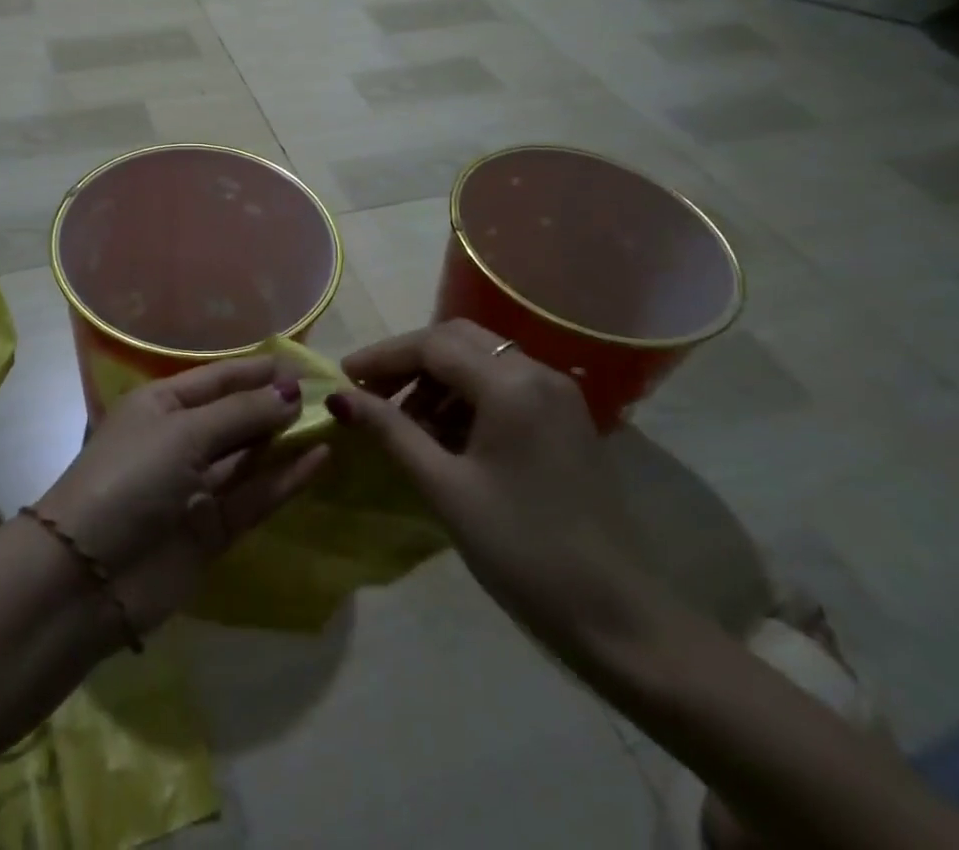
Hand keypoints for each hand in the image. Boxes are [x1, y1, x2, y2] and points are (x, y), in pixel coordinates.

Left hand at [35, 357, 328, 631]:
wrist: (86, 578)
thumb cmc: (130, 480)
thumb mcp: (183, 434)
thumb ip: (240, 414)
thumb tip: (291, 391)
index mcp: (161, 404)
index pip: (218, 378)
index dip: (258, 371)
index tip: (304, 365)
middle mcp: (180, 439)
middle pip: (236, 415)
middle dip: (276, 404)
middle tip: (328, 394)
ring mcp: (196, 486)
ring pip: (249, 456)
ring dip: (285, 440)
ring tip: (332, 421)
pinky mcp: (212, 529)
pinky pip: (255, 496)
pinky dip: (285, 479)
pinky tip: (319, 460)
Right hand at [331, 320, 655, 649]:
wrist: (618, 617)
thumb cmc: (522, 550)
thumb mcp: (446, 488)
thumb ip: (391, 432)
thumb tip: (339, 398)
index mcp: (511, 385)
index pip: (433, 345)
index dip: (383, 357)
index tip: (344, 378)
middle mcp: (537, 372)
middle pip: (458, 340)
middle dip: (409, 360)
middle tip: (371, 393)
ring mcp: (557, 394)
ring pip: (481, 359)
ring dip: (437, 378)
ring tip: (404, 421)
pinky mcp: (565, 418)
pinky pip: (504, 384)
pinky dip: (466, 396)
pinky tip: (445, 434)